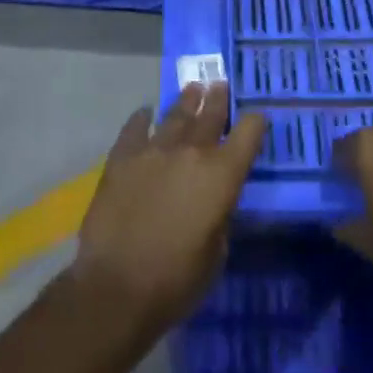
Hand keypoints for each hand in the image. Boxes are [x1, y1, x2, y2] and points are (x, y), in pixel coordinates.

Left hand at [68, 83, 265, 353]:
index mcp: (222, 175)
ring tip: (192, 89)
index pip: (249, 133)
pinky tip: (145, 113)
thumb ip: (219, 216)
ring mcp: (153, 150)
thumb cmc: (176, 281)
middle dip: (218, 99)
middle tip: (220, 84)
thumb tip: (213, 201)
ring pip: (175, 115)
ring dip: (186, 101)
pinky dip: (142, 119)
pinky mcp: (121, 158)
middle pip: (210, 115)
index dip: (255, 123)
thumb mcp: (217, 253)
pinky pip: (135, 128)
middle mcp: (191, 152)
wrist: (117, 288)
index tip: (256, 118)